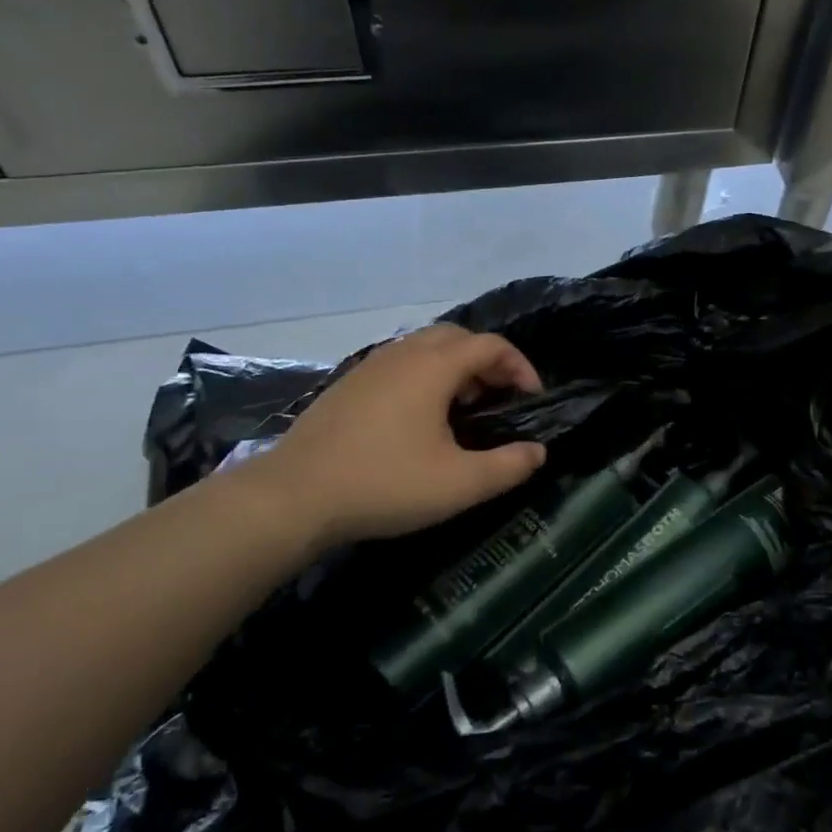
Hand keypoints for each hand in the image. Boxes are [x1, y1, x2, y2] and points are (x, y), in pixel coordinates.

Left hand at [233, 324, 547, 552]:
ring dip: (455, 366)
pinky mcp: (350, 383)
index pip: (491, 345)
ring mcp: (371, 365)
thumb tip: (538, 452)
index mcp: (434, 366)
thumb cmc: (384, 483)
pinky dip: (425, 374)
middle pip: (459, 336)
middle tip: (500, 397)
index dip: (520, 366)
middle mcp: (404, 353)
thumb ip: (507, 466)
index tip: (532, 399)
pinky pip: (401, 362)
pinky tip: (419, 417)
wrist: (294, 495)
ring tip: (464, 407)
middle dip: (488, 360)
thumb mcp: (458, 484)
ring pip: (426, 346)